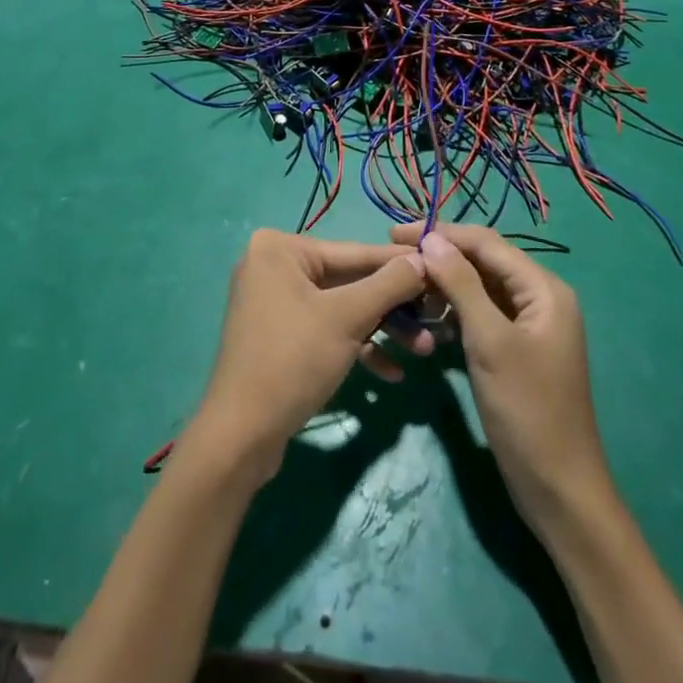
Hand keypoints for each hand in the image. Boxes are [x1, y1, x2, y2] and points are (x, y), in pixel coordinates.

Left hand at [186, 231, 429, 479]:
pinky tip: (390, 374)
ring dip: (380, 329)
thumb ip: (389, 284)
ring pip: (341, 307)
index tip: (440, 270)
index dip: (400, 265)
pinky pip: (325, 329)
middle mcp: (274, 265)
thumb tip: (423, 258)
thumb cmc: (293, 360)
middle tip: (435, 321)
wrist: (241, 434)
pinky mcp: (279, 334)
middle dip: (392, 307)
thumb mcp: (348, 318)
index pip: (354, 252)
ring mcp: (274, 301)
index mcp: (280, 248)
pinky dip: (355, 346)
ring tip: (422, 351)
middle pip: (349, 280)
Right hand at [391, 223, 609, 526]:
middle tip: (394, 260)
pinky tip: (429, 323)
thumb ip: (461, 284)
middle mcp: (539, 298)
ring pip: (480, 288)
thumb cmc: (526, 411)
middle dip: (441, 258)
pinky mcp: (516, 349)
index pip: (486, 242)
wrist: (559, 490)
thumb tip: (432, 239)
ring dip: (445, 287)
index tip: (395, 233)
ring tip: (407, 293)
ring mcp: (529, 325)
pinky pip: (482, 315)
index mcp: (543, 289)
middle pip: (483, 262)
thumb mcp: (489, 342)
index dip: (441, 233)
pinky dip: (456, 313)